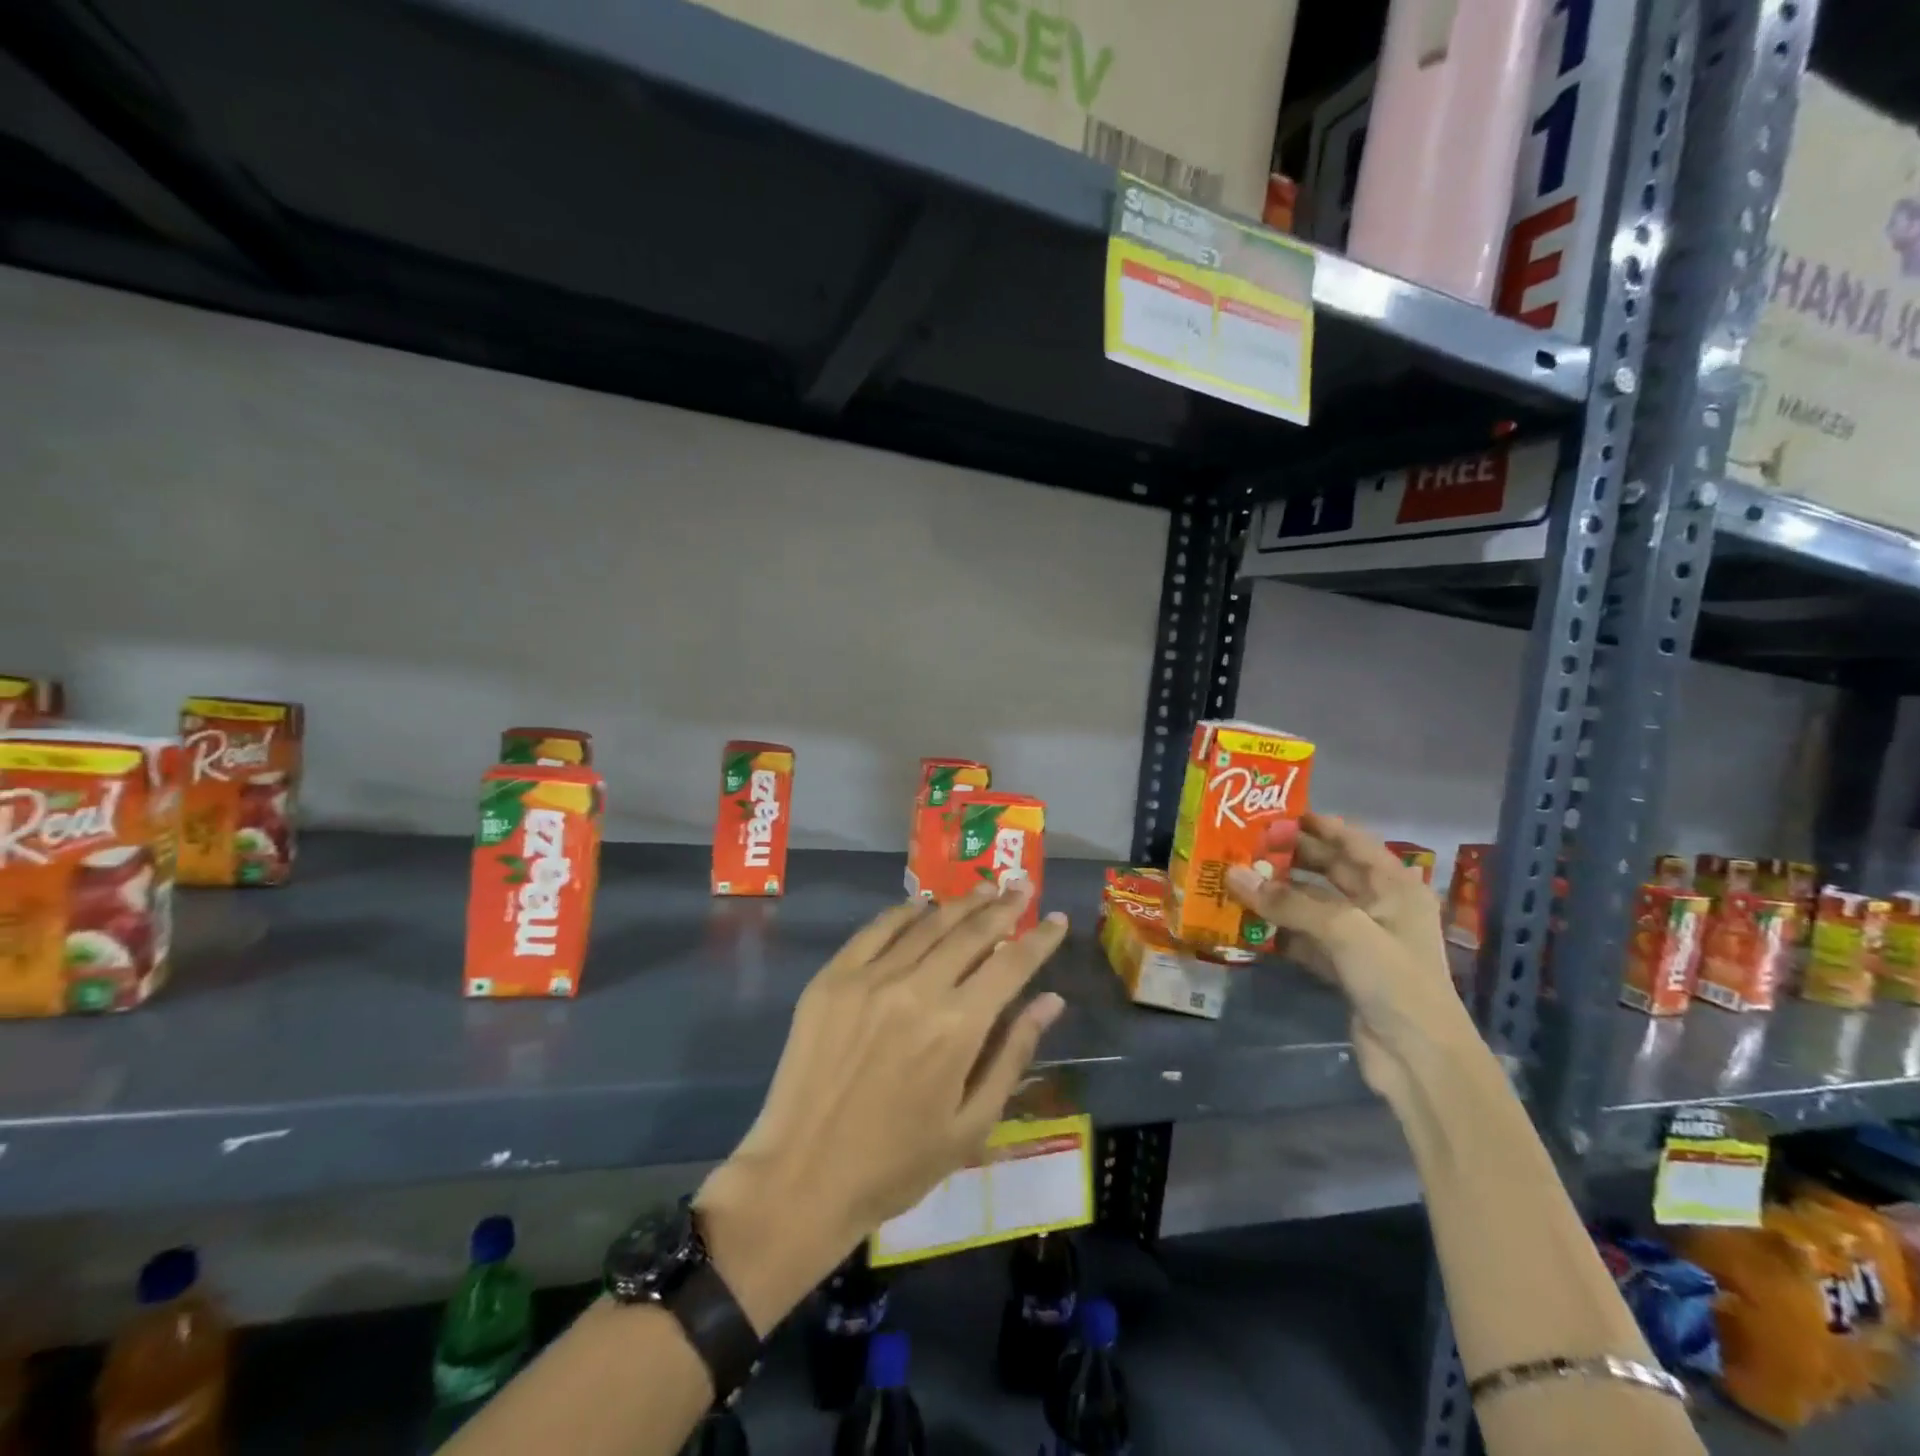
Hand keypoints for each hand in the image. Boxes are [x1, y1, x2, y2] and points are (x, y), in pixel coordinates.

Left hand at [695, 883, 1068, 1332]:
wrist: (801, 1178)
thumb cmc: (897, 1165)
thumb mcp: (972, 1125)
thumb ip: (1013, 1054)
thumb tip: (1051, 1000)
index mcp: (957, 1029)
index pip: (1011, 965)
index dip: (1040, 939)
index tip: (1058, 919)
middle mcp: (916, 989)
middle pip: (970, 933)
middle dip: (1003, 907)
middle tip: (1023, 887)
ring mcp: (869, 979)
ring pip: (926, 924)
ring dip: (960, 904)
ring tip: (985, 888)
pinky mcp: (832, 979)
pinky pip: (875, 931)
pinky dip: (904, 913)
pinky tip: (922, 906)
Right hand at [1228, 812, 1475, 1099]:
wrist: (1419, 1060)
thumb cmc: (1395, 981)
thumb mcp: (1344, 930)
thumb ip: (1288, 902)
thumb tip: (1233, 875)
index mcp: (1395, 888)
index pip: (1354, 842)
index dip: (1319, 824)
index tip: (1277, 812)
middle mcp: (1380, 907)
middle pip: (1330, 870)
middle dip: (1291, 857)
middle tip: (1246, 844)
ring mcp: (1362, 940)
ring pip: (1313, 905)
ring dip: (1279, 894)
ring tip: (1237, 878)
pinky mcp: (1344, 969)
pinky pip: (1305, 938)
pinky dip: (1280, 930)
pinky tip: (1248, 922)